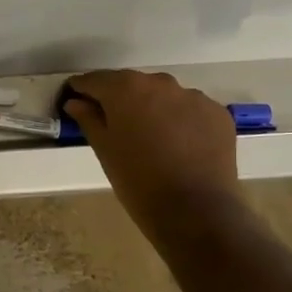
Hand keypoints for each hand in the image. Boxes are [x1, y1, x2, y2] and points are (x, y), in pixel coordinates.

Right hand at [62, 69, 240, 239]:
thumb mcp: (104, 149)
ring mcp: (193, 96)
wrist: (195, 210)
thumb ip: (88, 119)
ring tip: (150, 137)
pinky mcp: (217, 113)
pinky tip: (178, 145)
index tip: (74, 100)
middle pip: (131, 84)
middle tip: (112, 124)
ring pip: (163, 96)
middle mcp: (160, 83)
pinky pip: (190, 110)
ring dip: (152, 108)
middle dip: (119, 99)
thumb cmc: (137, 180)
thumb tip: (75, 102)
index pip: (95, 80)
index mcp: (125, 88)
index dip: (82, 90)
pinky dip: (180, 120)